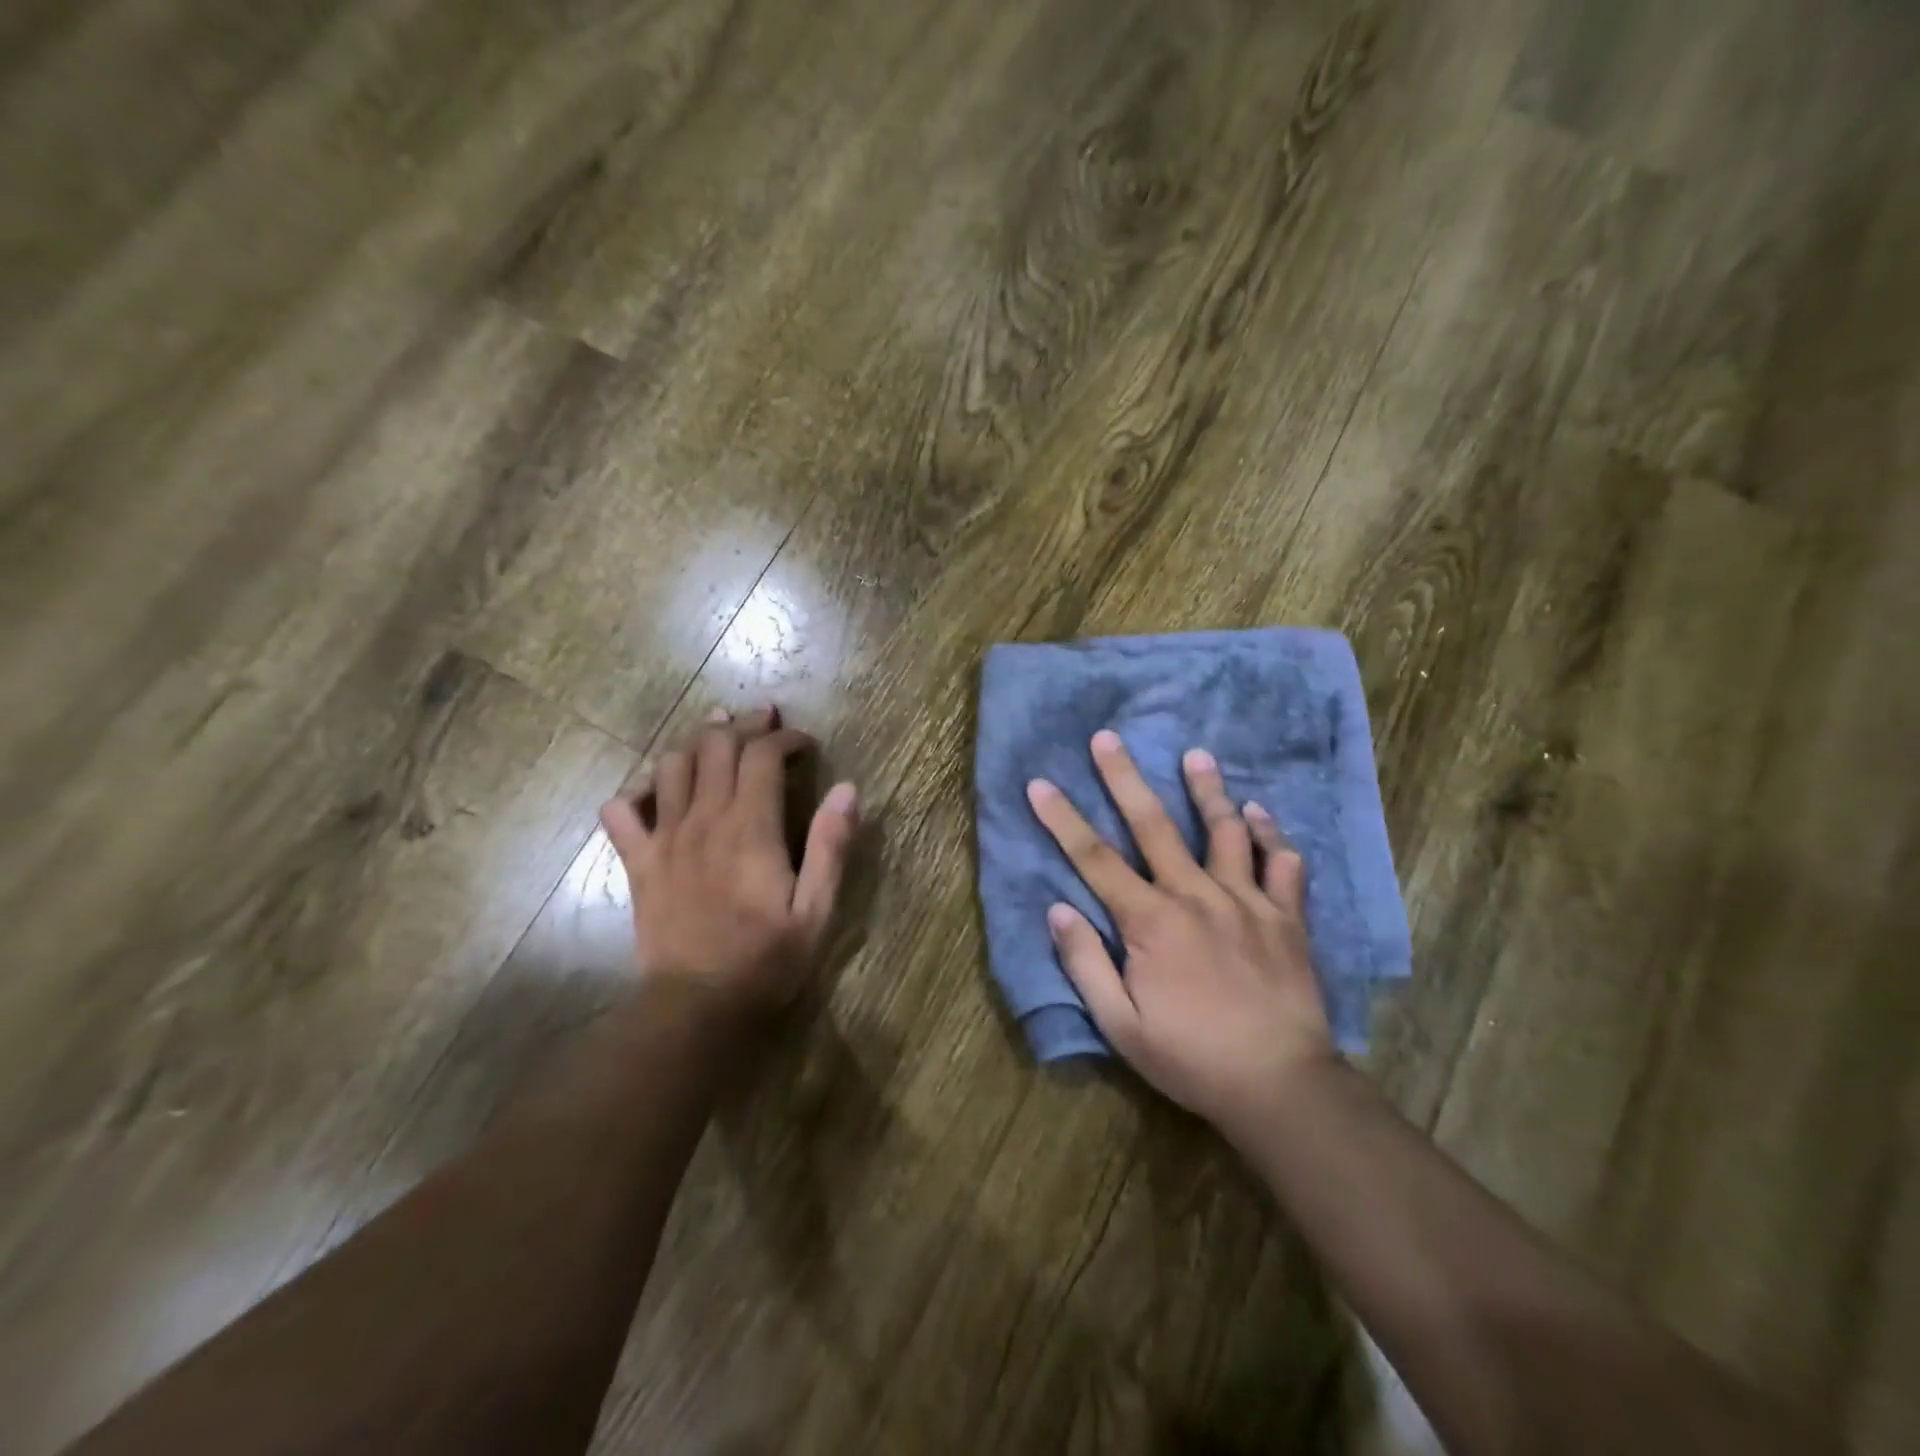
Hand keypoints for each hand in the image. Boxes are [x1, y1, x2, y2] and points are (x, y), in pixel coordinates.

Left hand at [599, 708, 857, 1015]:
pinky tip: (657, 792)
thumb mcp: (816, 910)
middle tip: (764, 722)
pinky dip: (637, 790)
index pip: (762, 755)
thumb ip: (831, 847)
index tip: (804, 744)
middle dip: (743, 724)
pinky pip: (621, 810)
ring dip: (695, 742)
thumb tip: (848, 790)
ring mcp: (664, 838)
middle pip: (715, 745)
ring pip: (670, 764)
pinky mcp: (638, 861)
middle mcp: (703, 820)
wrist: (697, 1006)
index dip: (784, 737)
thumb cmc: (766, 960)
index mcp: (749, 827)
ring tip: (716, 739)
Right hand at [1027, 730, 1333, 1140]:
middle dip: (1124, 778)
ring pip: (1225, 831)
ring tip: (1196, 755)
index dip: (1062, 819)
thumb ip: (1085, 963)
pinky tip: (1260, 814)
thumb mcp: (1120, 1025)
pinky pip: (1282, 864)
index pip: (1094, 858)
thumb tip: (1058, 909)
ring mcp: (1246, 901)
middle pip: (1154, 825)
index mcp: (1150, 921)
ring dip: (1208, 790)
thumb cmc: (1190, 1057)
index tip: (1040, 783)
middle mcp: (1196, 895)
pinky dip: (1271, 834)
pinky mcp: (1286, 917)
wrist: (1281, 1085)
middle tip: (1108, 738)